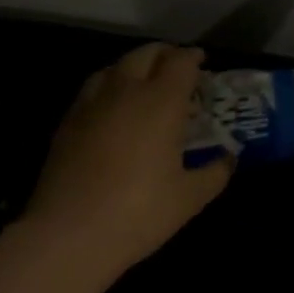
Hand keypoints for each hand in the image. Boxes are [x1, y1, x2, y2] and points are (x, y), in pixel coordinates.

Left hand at [20, 43, 233, 280]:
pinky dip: (107, 88)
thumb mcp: (190, 197)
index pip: (181, 61)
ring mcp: (91, 106)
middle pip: (145, 54)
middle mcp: (126, 92)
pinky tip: (111, 111)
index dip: (194, 57)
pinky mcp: (65, 126)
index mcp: (162, 101)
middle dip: (164, 54)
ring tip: (142, 84)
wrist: (65, 238)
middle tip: (176, 69)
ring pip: (113, 67)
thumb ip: (216, 172)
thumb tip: (229, 158)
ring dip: (132, 67)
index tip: (203, 63)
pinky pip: (90, 91)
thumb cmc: (138, 212)